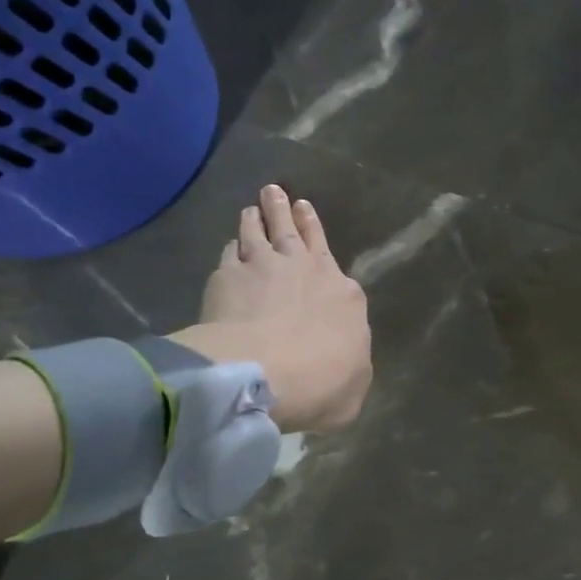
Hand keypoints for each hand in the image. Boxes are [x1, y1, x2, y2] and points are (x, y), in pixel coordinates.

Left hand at [171, 185, 372, 431]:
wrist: (263, 373)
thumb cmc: (321, 384)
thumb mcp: (354, 387)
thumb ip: (351, 367)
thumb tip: (345, 365)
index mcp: (344, 294)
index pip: (330, 255)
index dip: (317, 232)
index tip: (308, 216)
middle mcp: (306, 269)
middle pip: (294, 231)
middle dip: (287, 211)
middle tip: (278, 193)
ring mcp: (264, 267)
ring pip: (259, 231)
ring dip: (257, 217)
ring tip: (253, 207)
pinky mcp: (226, 277)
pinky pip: (230, 252)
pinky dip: (231, 246)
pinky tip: (229, 245)